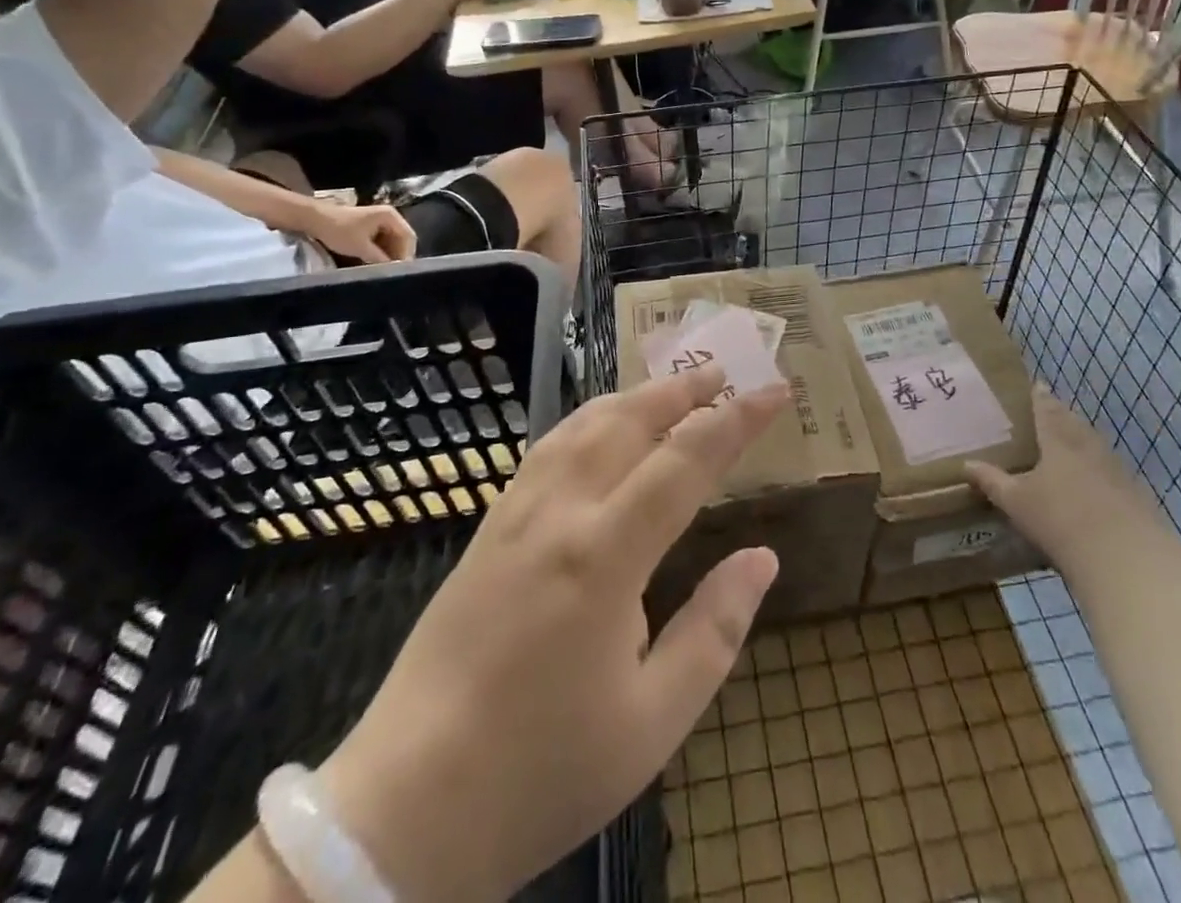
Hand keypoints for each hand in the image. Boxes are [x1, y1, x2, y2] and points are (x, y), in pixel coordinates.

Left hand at [295, 200, 416, 262]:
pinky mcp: (371, 226)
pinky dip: (382, 251)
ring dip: (390, 255)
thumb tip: (395, 271)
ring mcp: (380, 220)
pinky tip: (376, 262)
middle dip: (399, 255)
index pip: (408, 237)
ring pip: (393, 241)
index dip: (407, 255)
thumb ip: (380, 259)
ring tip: (385, 269)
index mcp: (391, 216)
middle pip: (402, 239)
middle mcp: (390, 216)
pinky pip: (383, 240)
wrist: (313, 219)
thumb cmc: (339, 230)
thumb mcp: (361, 247)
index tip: (402, 271)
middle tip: (395, 272)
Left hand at [319, 366, 786, 900]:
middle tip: (724, 371)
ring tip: (671, 386)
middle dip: (682, 390)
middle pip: (629, 422)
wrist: (405, 808)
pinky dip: (587, 419)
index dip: (736, 421)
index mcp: (605, 555)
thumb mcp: (653, 721)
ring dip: (633, 396)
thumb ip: (715, 629)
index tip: (775, 392)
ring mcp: (515, 514)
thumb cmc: (543, 771)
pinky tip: (597, 426)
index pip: (686, 462)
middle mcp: (559, 513)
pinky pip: (547, 447)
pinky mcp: (488, 528)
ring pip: (583, 425)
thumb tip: (763, 558)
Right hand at [966, 386, 1158, 557]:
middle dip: (1062, 417)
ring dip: (1082, 442)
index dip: (1040, 397)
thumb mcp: (1017, 502)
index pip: (1048, 409)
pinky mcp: (1136, 495)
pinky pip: (1112, 472)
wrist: (1126, 558)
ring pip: (1095, 446)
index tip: (1036, 386)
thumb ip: (992, 481)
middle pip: (1074, 424)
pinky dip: (1099, 472)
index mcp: (1059, 440)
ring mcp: (1117, 470)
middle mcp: (1089, 447)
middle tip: (1048, 415)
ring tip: (1068, 448)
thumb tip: (966, 464)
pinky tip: (1093, 487)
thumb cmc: (1061, 520)